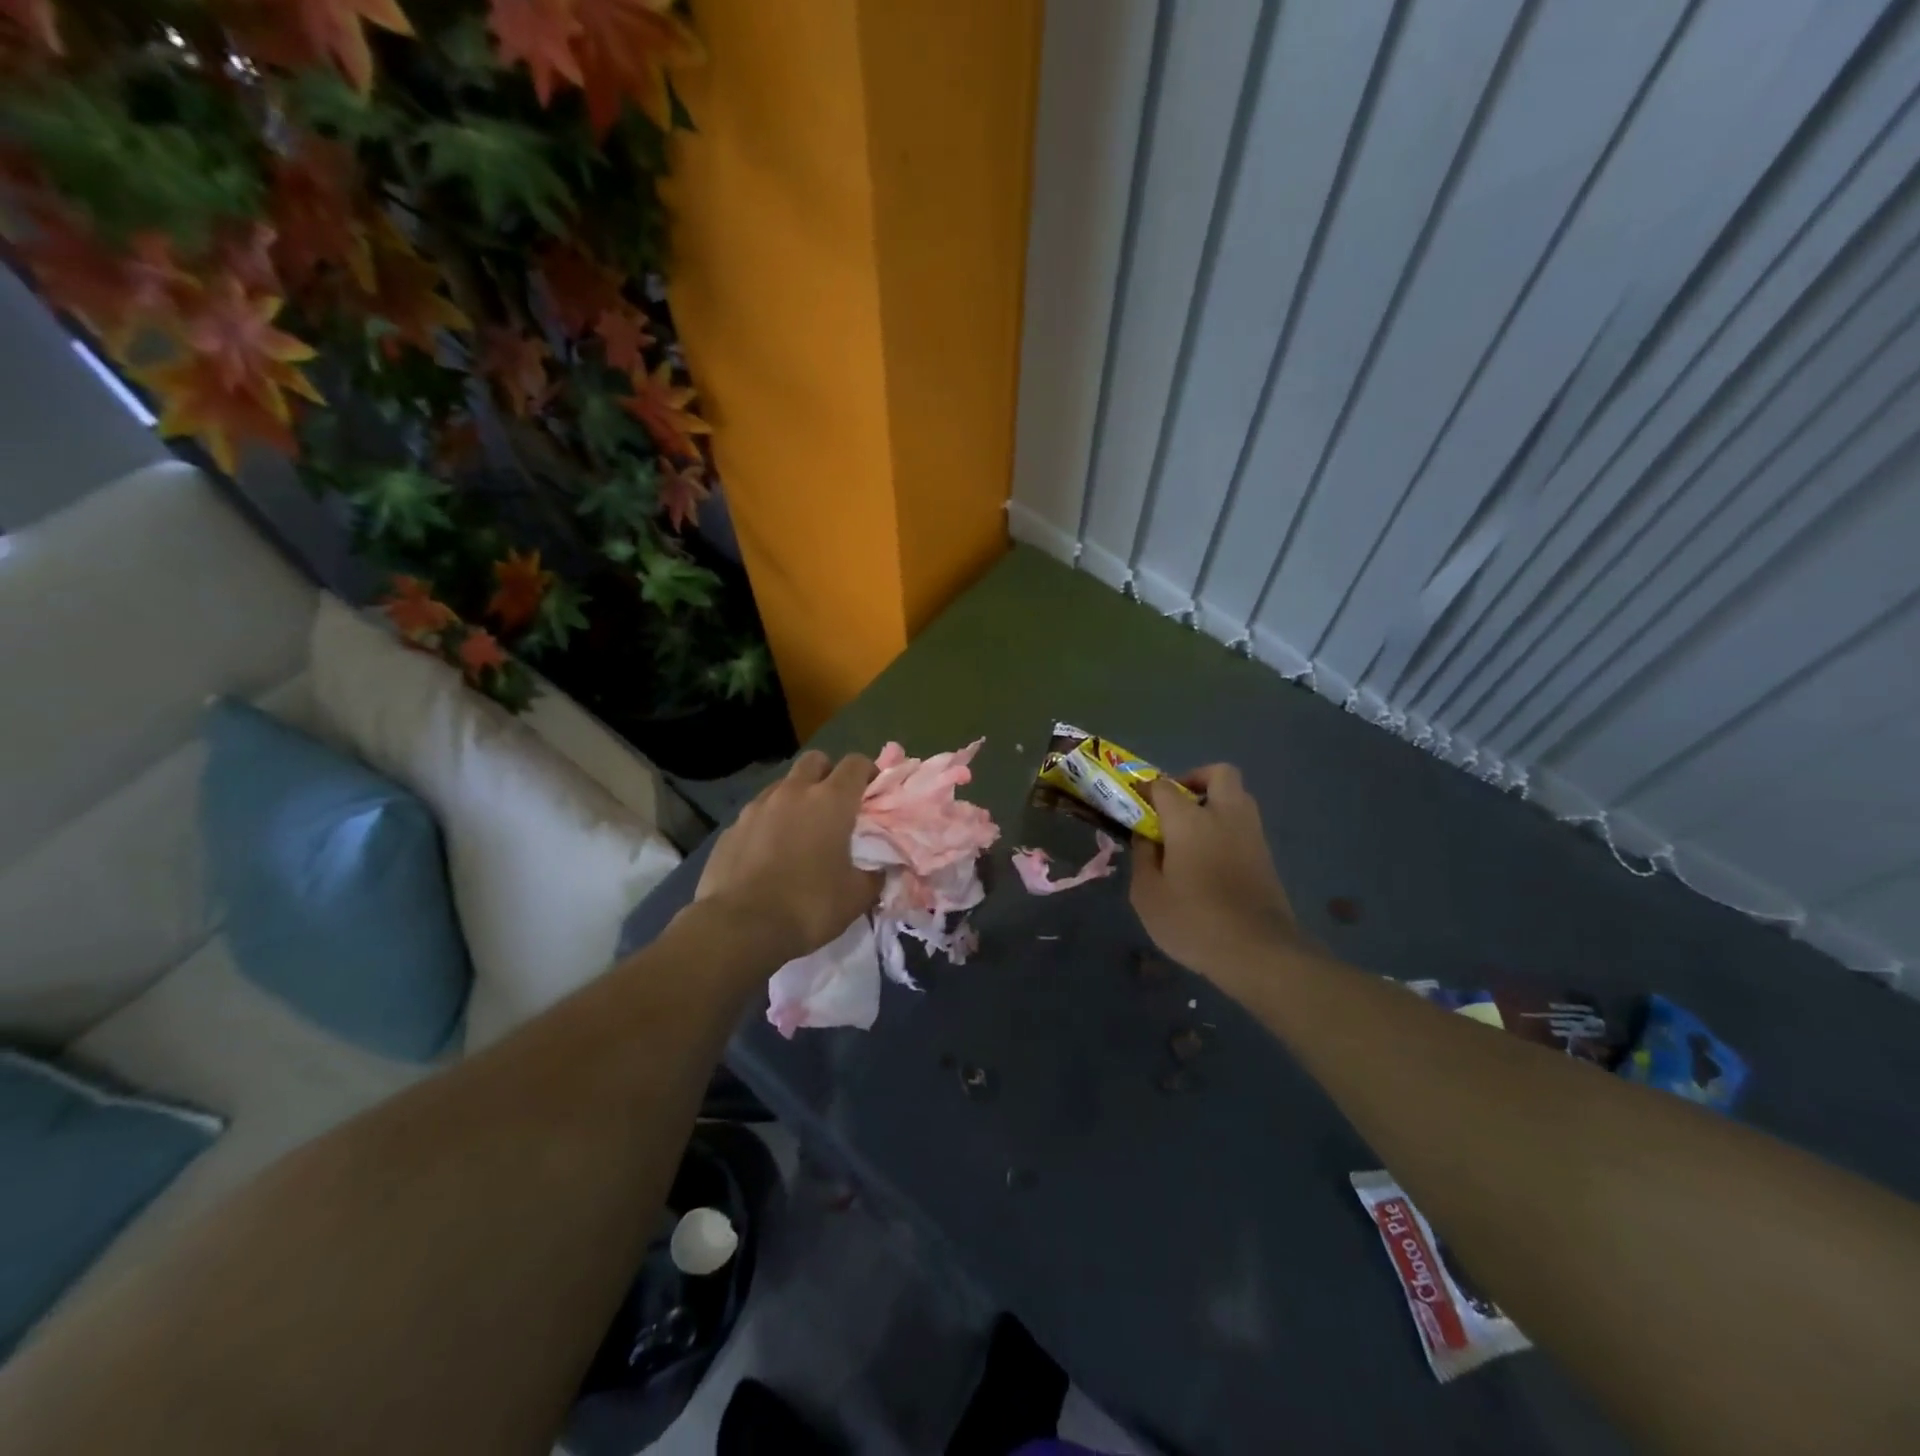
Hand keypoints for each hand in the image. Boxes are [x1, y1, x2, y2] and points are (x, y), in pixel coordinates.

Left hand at [695, 750, 881, 962]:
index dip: (868, 772)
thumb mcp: (856, 897)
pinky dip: (768, 823)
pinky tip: (768, 852)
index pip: (856, 764)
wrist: (740, 927)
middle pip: (815, 760)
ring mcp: (757, 807)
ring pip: (782, 784)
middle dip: (828, 774)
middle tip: (835, 804)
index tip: (872, 792)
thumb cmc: (809, 906)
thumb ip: (874, 877)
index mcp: (831, 801)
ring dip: (796, 797)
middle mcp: (793, 793)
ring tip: (800, 829)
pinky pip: (756, 813)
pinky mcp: (731, 828)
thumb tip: (880, 871)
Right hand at [1130, 765, 1300, 978]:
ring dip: (1215, 803)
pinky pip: (1244, 825)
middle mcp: (1225, 816)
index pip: (1164, 786)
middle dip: (1196, 779)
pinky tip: (1209, 857)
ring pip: (1238, 797)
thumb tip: (1145, 837)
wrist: (1258, 952)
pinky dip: (1227, 828)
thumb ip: (1143, 858)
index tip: (1135, 803)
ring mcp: (1251, 834)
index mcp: (1190, 820)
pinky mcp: (1266, 856)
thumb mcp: (1147, 894)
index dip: (1147, 789)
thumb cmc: (1192, 921)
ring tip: (1191, 833)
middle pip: (1219, 774)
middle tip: (1175, 806)